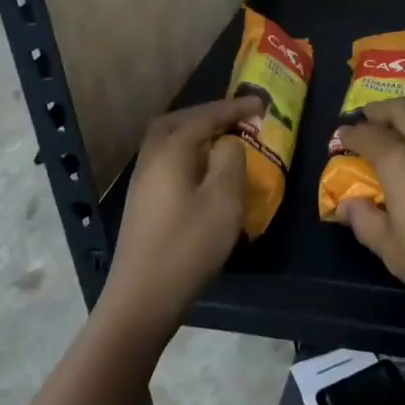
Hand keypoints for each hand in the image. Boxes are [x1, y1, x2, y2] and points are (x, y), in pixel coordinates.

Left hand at [100, 97, 258, 333]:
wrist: (141, 300)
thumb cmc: (188, 246)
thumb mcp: (223, 200)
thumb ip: (230, 160)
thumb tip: (227, 143)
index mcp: (171, 151)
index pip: (206, 116)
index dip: (236, 108)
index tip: (263, 104)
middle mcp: (151, 159)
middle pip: (178, 122)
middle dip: (207, 115)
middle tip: (235, 119)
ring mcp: (142, 183)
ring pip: (168, 143)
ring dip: (196, 135)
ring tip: (223, 142)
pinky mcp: (142, 204)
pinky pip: (167, 162)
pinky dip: (188, 155)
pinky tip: (203, 174)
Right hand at [337, 100, 404, 333]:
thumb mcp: (396, 254)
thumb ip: (367, 223)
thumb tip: (347, 204)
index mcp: (400, 162)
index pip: (368, 135)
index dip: (350, 134)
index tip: (340, 137)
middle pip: (400, 108)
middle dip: (379, 110)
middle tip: (367, 119)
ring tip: (399, 127)